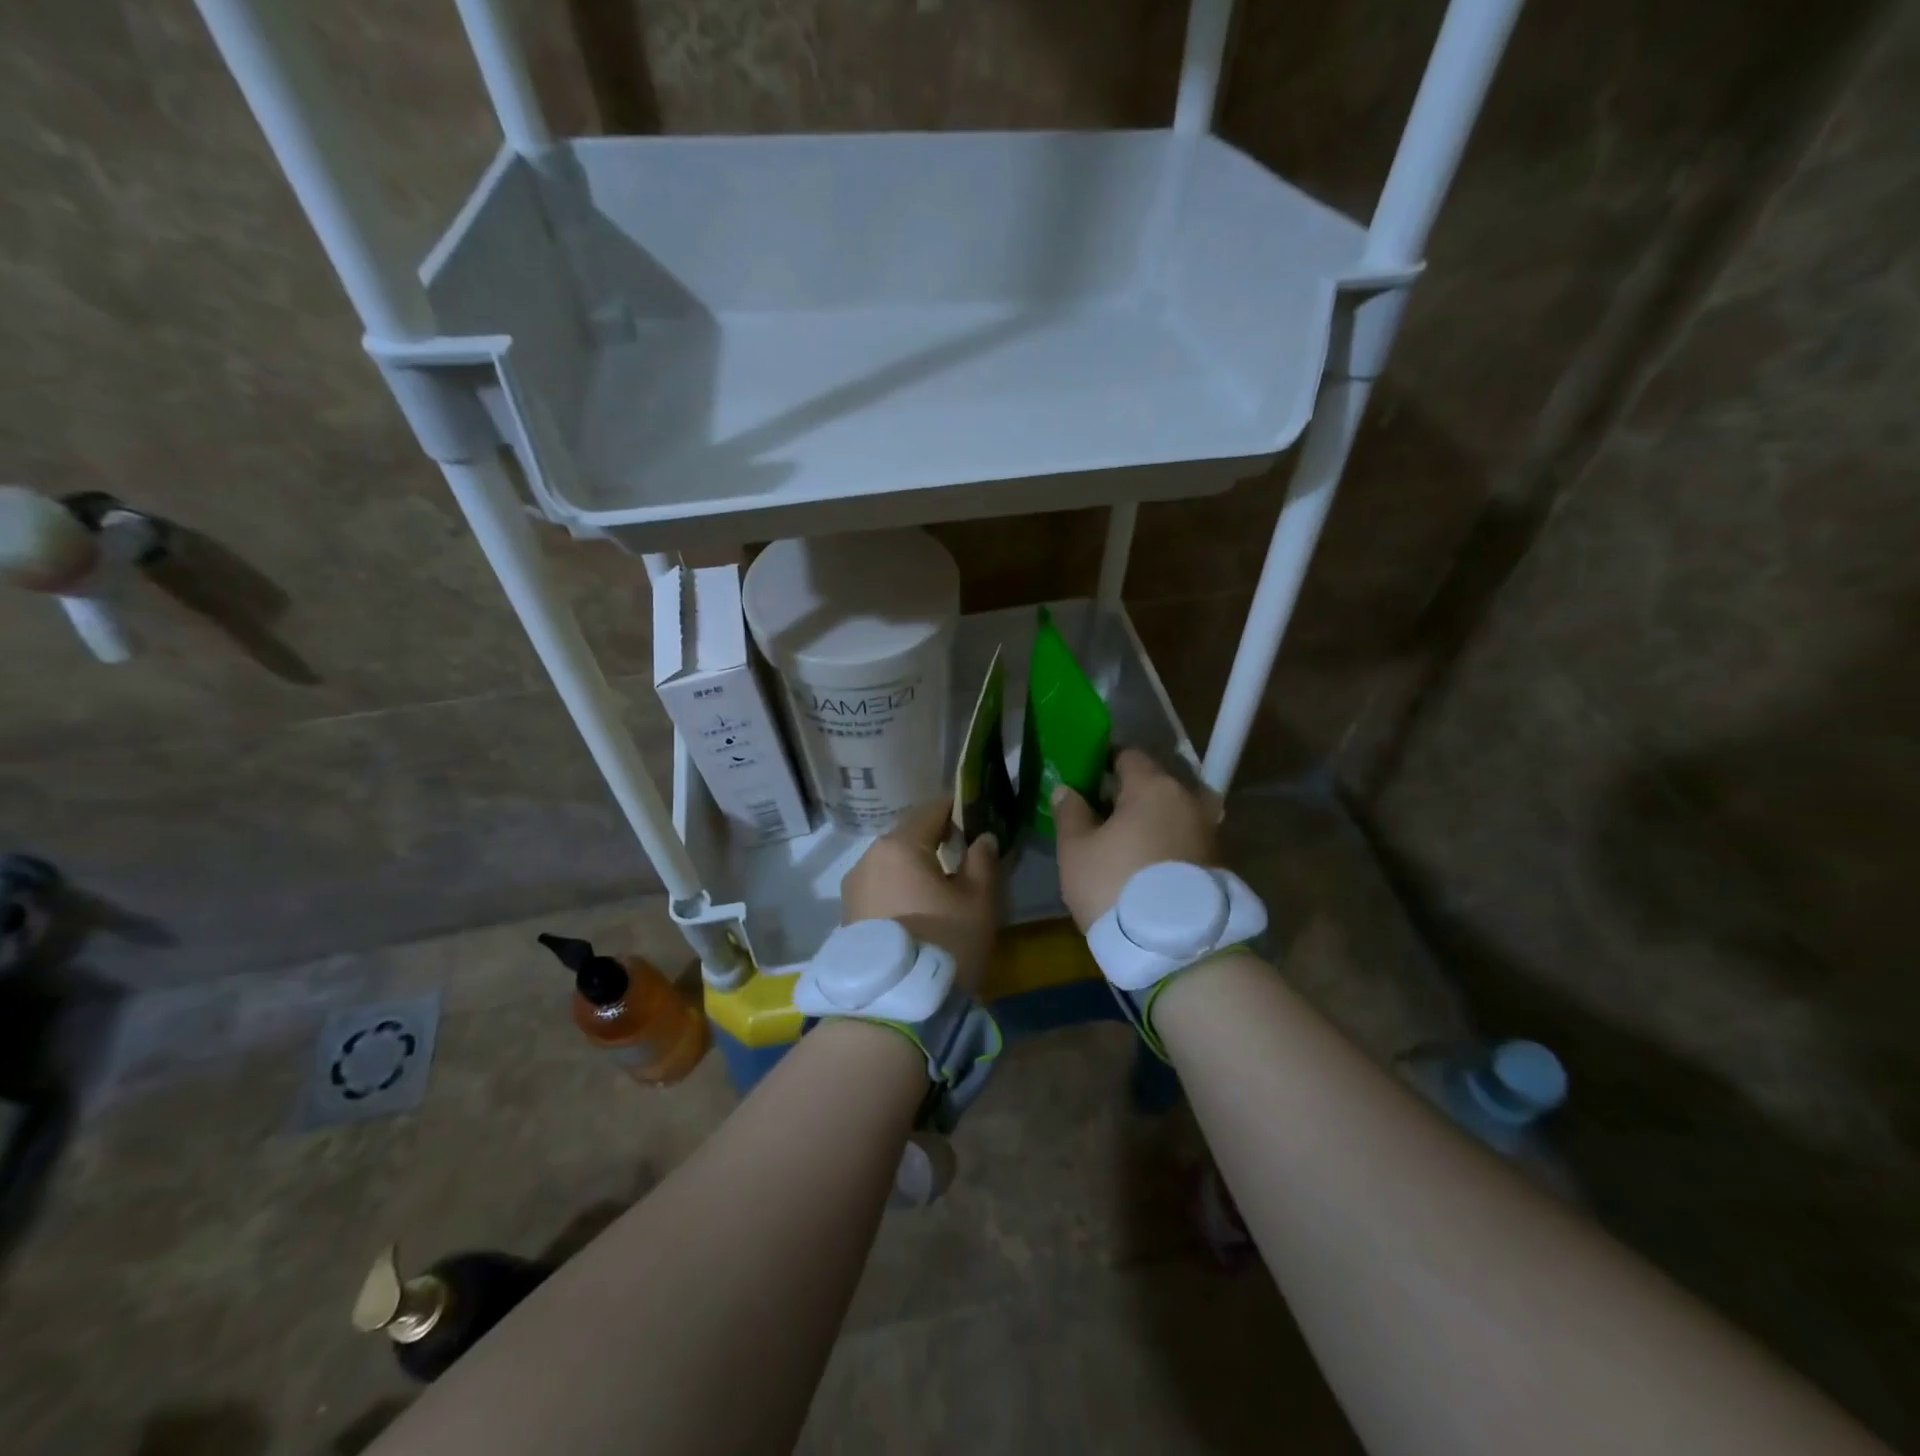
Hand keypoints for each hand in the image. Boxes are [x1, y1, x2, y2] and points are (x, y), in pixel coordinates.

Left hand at [842, 801, 999, 995]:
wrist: (893, 1009)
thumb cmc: (943, 944)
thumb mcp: (978, 901)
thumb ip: (983, 861)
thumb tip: (982, 838)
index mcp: (898, 845)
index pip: (932, 809)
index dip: (958, 810)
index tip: (979, 819)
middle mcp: (867, 858)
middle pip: (909, 837)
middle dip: (938, 841)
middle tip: (967, 857)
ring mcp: (852, 888)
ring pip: (893, 865)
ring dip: (917, 869)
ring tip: (944, 890)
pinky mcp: (847, 916)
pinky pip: (881, 889)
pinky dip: (901, 891)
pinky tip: (920, 913)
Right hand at [1051, 748, 1219, 929]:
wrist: (1175, 949)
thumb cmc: (1116, 886)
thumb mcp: (1076, 850)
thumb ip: (1070, 812)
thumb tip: (1067, 789)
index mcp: (1154, 786)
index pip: (1127, 755)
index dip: (1103, 763)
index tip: (1085, 780)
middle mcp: (1188, 799)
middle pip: (1153, 783)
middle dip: (1127, 793)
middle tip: (1098, 815)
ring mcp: (1208, 830)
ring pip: (1171, 812)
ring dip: (1149, 820)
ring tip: (1122, 843)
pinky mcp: (1217, 861)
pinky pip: (1183, 838)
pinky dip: (1165, 842)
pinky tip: (1144, 864)